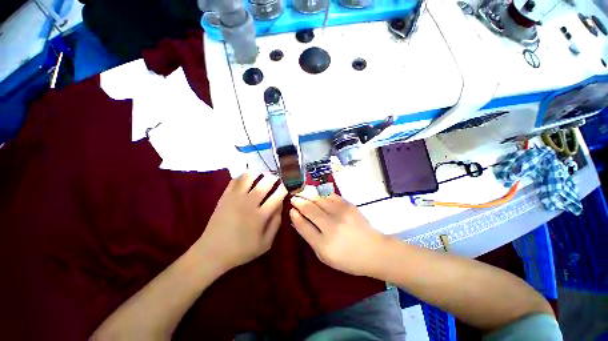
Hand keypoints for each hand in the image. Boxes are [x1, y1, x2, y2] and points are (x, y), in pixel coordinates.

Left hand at [196, 172, 287, 270]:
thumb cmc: (241, 250)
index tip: (285, 188)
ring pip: (249, 176)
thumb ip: (276, 223)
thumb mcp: (266, 244)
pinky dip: (243, 176)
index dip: (284, 189)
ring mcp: (235, 198)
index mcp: (260, 216)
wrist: (211, 252)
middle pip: (265, 182)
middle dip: (274, 178)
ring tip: (261, 178)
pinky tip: (247, 181)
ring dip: (258, 174)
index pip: (277, 195)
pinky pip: (235, 180)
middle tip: (276, 180)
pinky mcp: (225, 196)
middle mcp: (249, 203)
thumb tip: (281, 205)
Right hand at [289, 192, 387, 276]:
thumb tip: (298, 220)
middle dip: (298, 201)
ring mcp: (341, 214)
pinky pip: (330, 196)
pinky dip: (321, 194)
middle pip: (309, 209)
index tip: (291, 210)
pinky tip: (317, 194)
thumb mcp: (325, 256)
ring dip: (308, 196)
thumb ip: (310, 238)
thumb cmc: (348, 258)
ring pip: (319, 200)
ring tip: (302, 194)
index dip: (295, 216)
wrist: (374, 250)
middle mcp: (331, 227)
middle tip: (293, 198)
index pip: (303, 225)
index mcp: (324, 244)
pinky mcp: (348, 206)